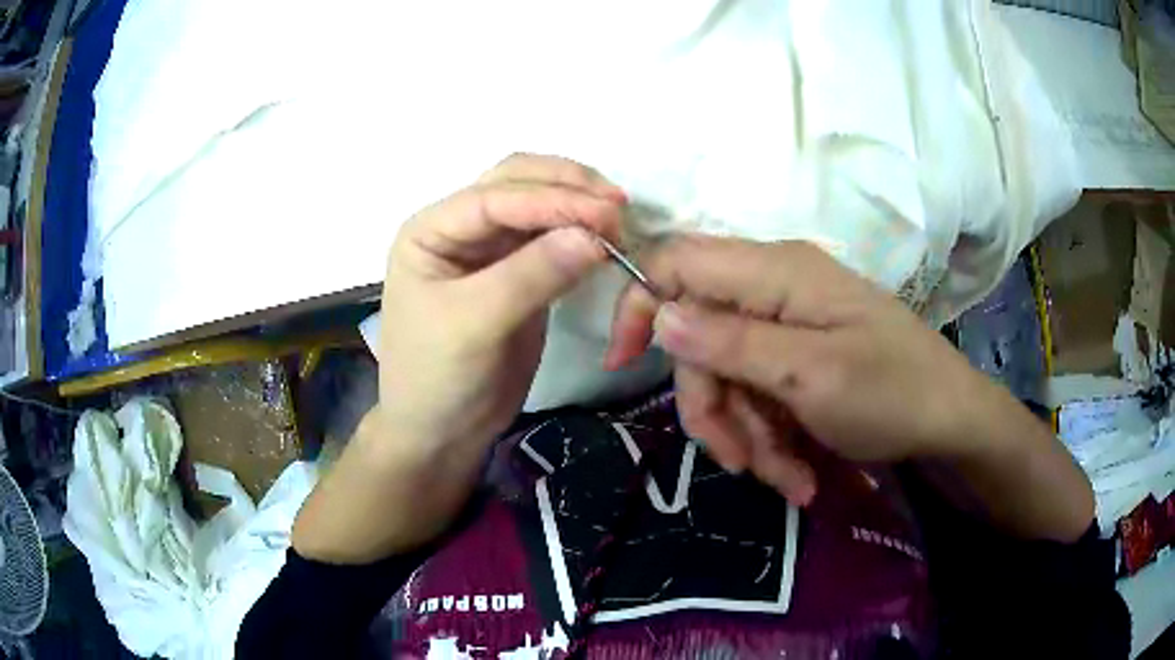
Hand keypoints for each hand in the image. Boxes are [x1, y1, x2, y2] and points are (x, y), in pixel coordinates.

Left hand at [378, 153, 623, 452]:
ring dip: (578, 205)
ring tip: (619, 220)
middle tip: (618, 209)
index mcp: (432, 230)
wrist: (442, 432)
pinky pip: (552, 240)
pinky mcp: (518, 273)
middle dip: (568, 188)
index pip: (496, 196)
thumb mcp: (474, 325)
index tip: (607, 213)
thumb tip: (595, 235)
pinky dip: (580, 235)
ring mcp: (490, 249)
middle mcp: (460, 228)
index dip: (552, 198)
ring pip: (538, 205)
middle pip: (517, 182)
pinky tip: (606, 241)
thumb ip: (531, 275)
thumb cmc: (438, 378)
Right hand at [605, 236, 1090, 535]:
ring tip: (787, 479)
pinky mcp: (799, 356)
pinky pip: (759, 393)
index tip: (623, 364)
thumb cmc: (892, 392)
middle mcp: (775, 288)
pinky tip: (799, 475)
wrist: (949, 421)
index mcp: (775, 272)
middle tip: (741, 461)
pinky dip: (770, 437)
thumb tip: (662, 314)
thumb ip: (733, 342)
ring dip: (747, 434)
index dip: (641, 303)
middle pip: (700, 337)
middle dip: (714, 406)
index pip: (678, 261)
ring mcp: (788, 324)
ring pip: (728, 376)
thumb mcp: (810, 375)